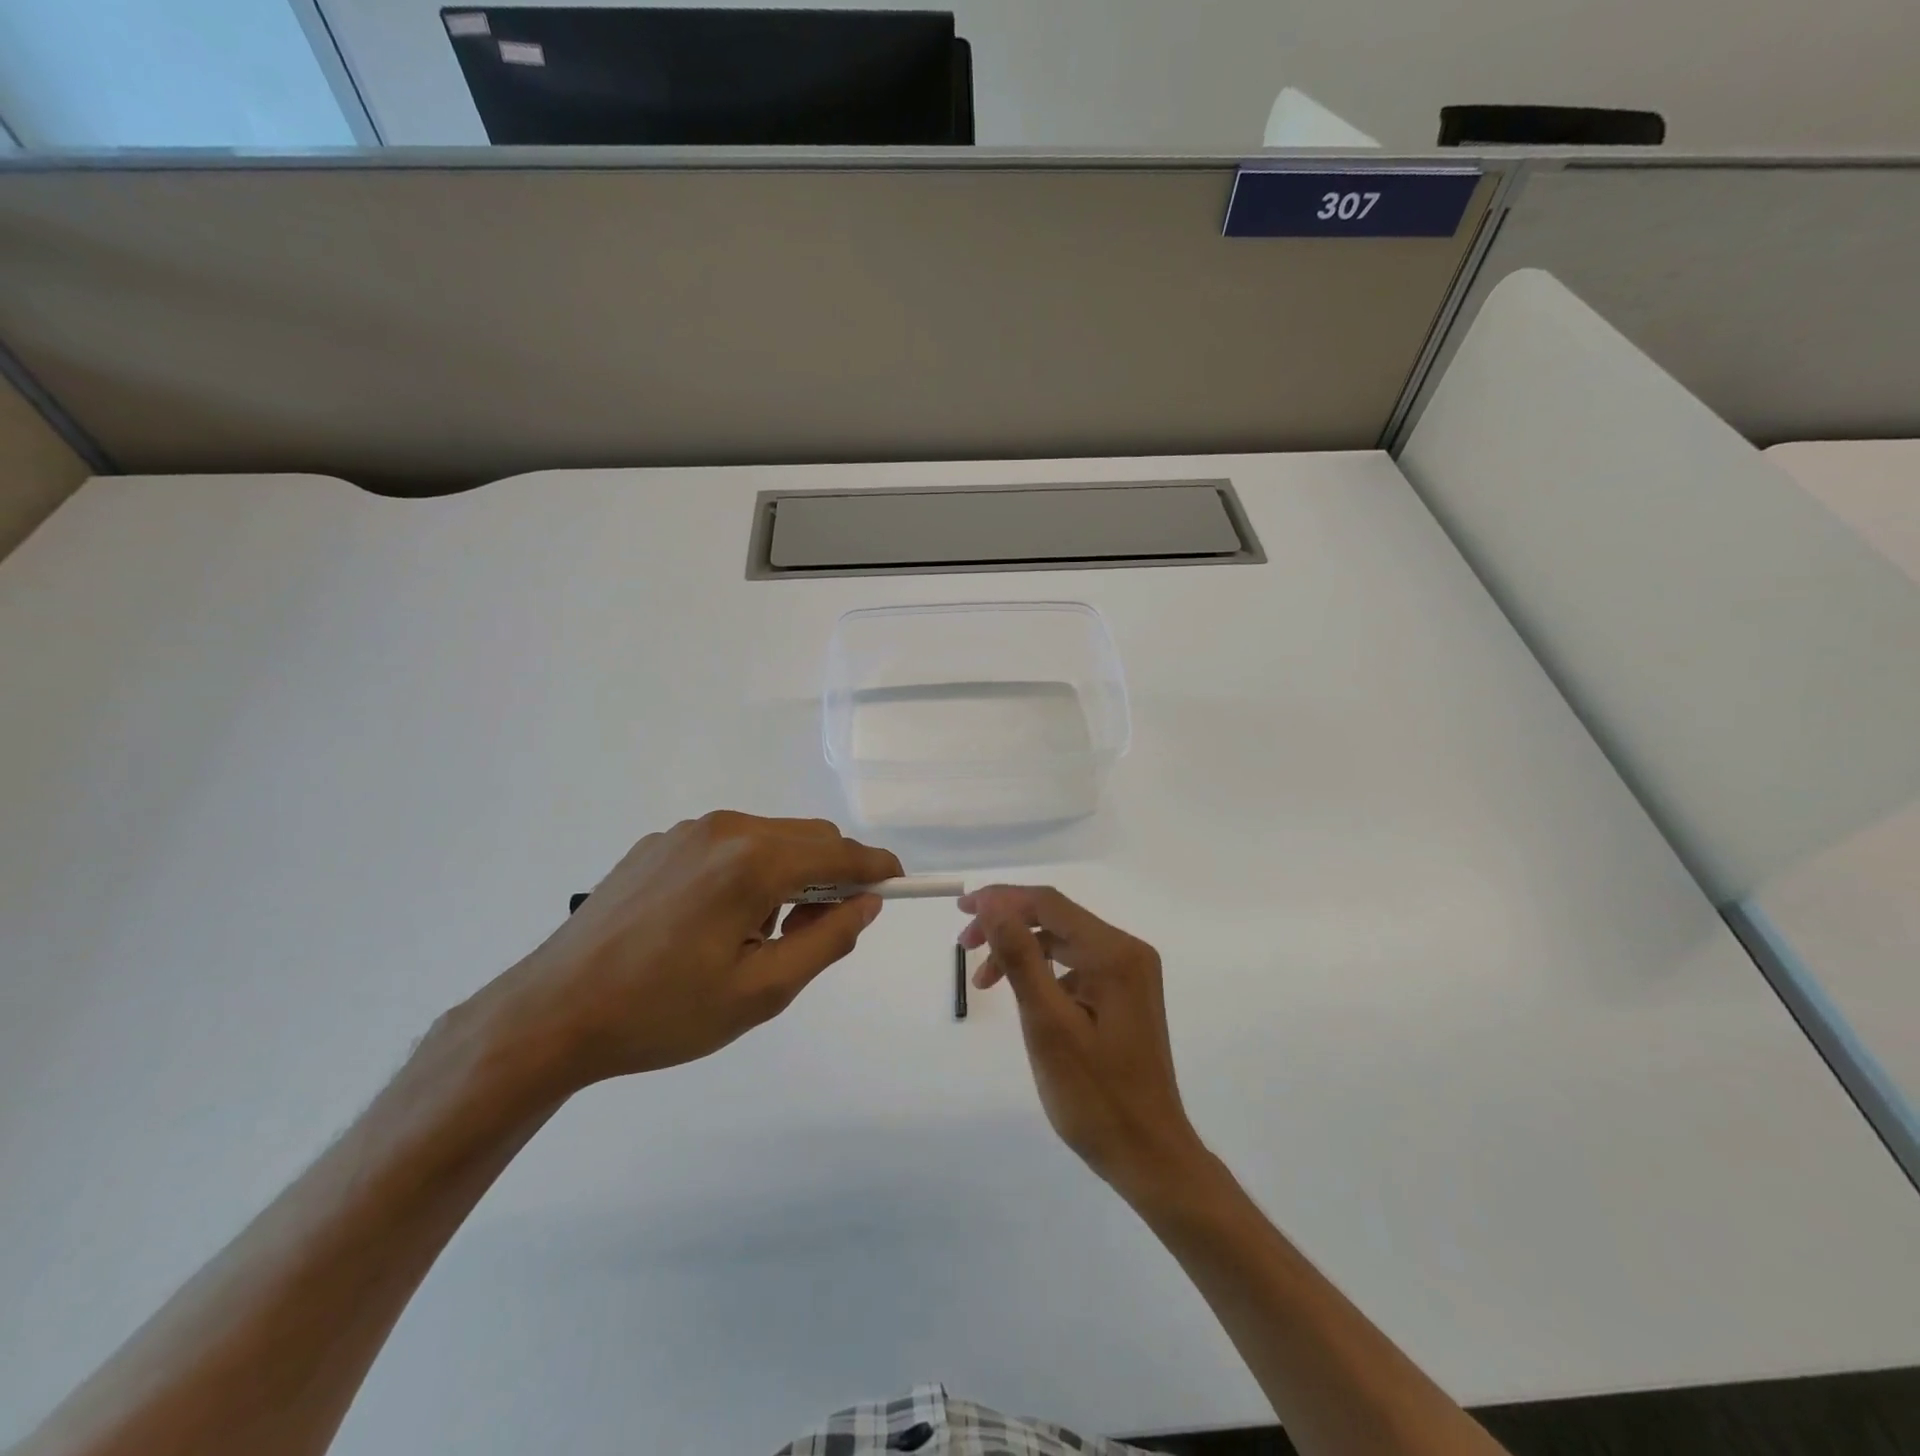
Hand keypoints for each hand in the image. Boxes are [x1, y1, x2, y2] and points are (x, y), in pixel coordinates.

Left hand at [487, 812, 899, 1090]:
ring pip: (770, 838)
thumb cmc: (663, 1013)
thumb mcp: (761, 992)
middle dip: (830, 877)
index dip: (877, 867)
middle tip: (815, 935)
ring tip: (753, 936)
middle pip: (808, 837)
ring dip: (788, 875)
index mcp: (752, 862)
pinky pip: (728, 844)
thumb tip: (867, 904)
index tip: (899, 882)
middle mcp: (725, 829)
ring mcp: (687, 831)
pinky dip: (748, 870)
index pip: (839, 855)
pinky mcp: (659, 843)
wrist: (551, 1014)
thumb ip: (827, 942)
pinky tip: (713, 920)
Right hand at [959, 885, 1209, 1203]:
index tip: (961, 911)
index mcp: (1114, 953)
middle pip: (1056, 918)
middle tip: (963, 947)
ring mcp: (1129, 974)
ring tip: (983, 981)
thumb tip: (992, 905)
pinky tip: (1023, 996)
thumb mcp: (1048, 1025)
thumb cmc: (1095, 1096)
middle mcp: (1127, 952)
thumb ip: (1020, 958)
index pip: (1049, 904)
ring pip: (1063, 941)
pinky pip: (1075, 965)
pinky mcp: (1124, 995)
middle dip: (1007, 924)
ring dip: (1021, 950)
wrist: (1149, 1156)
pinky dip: (1042, 971)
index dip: (1001, 900)